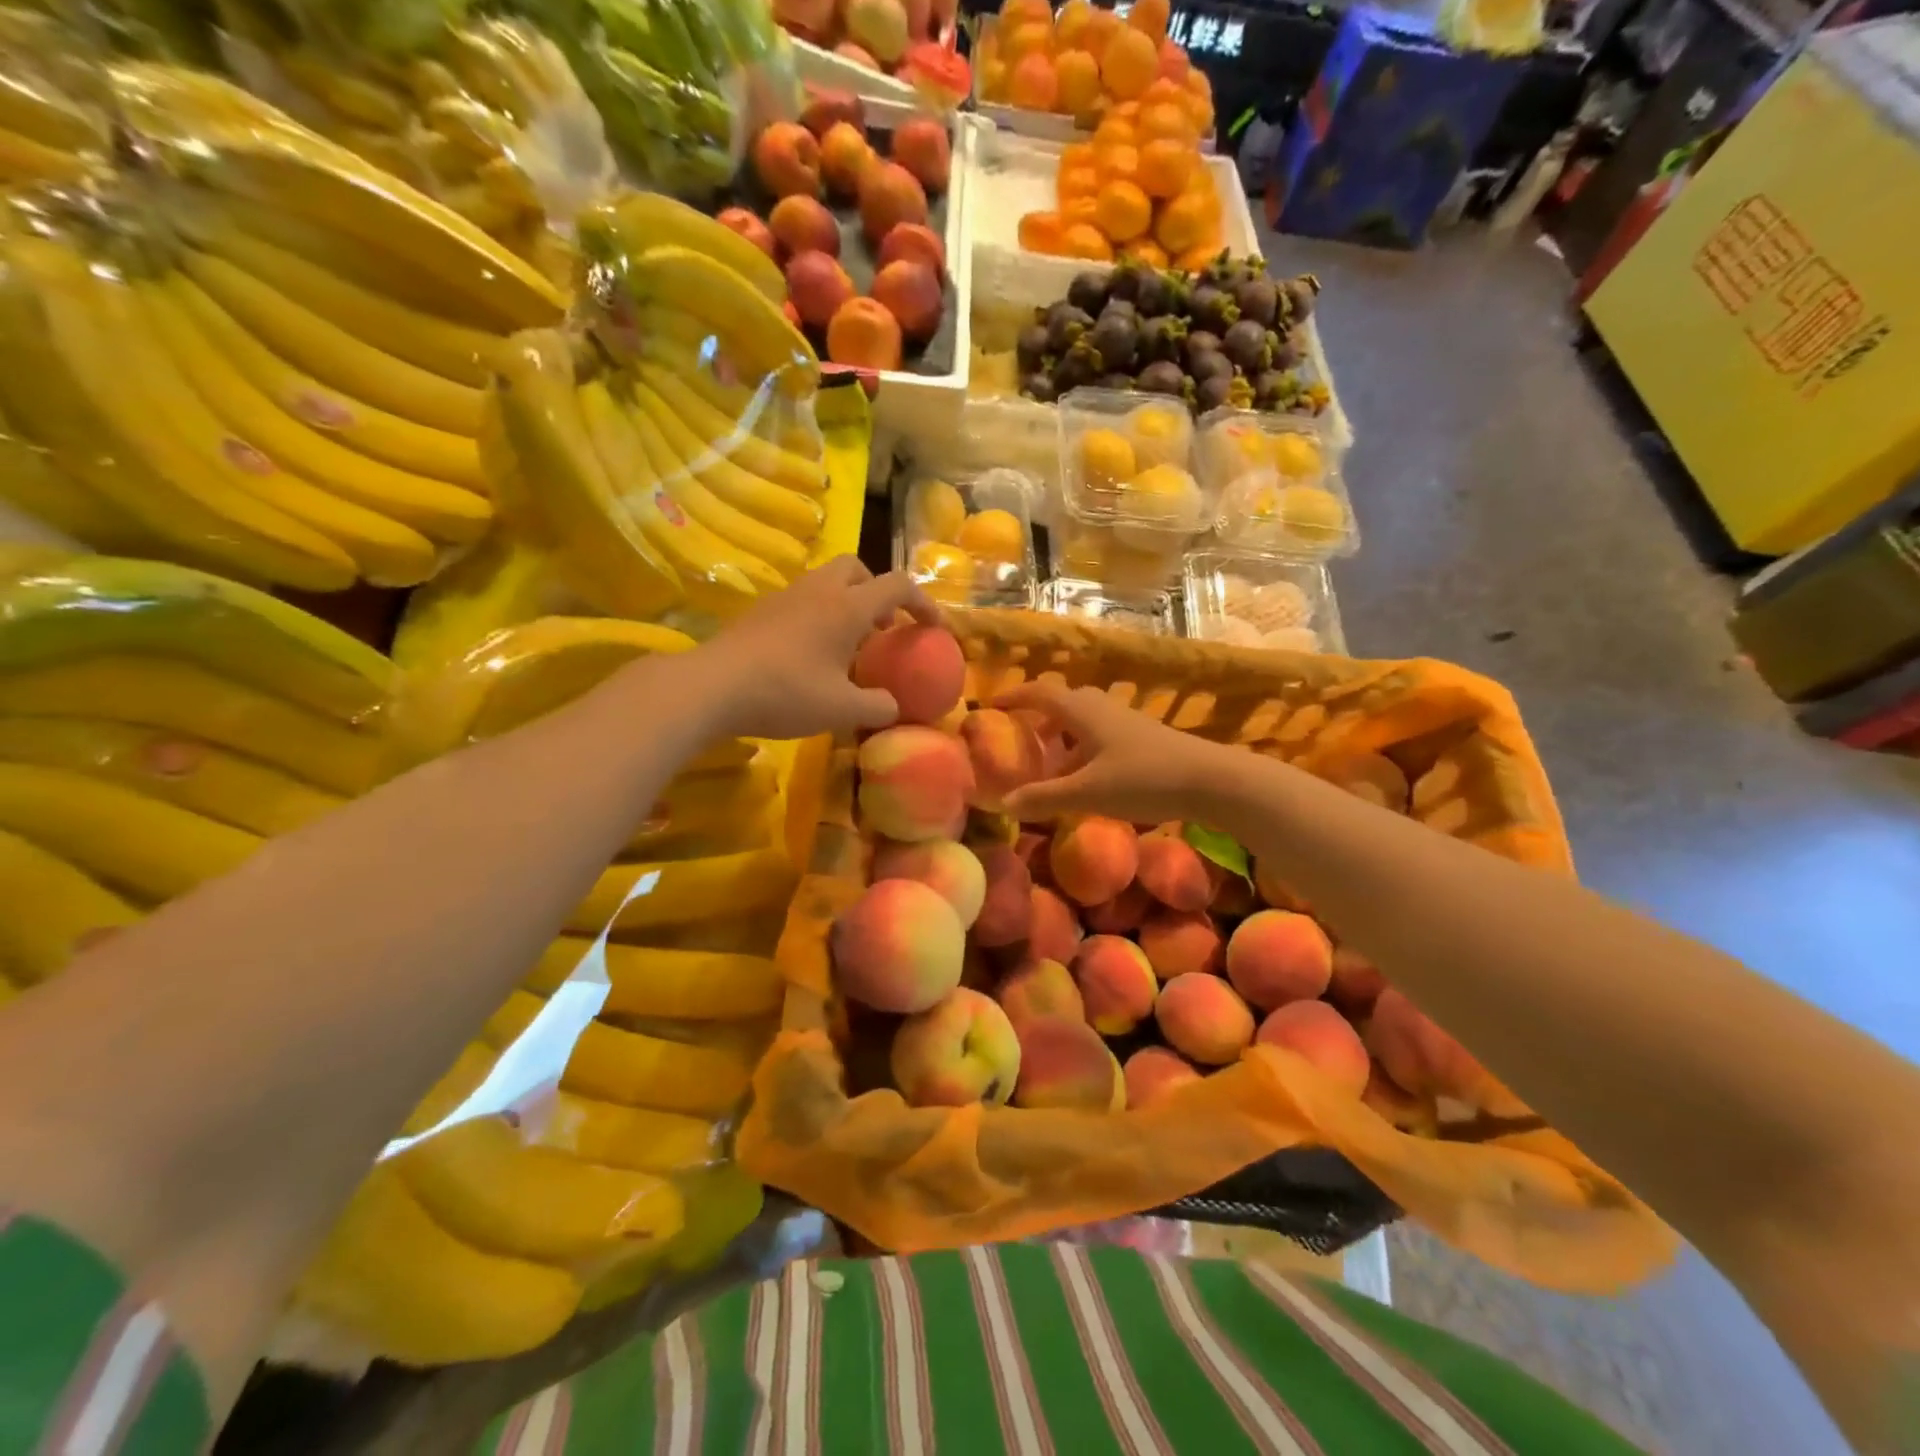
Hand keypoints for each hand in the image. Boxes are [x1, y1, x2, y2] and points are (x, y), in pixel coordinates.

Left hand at [691, 557, 936, 739]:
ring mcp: (785, 597)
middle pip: (857, 567)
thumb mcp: (842, 710)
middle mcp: (819, 591)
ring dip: (846, 603)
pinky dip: (818, 615)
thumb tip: (893, 707)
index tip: (933, 627)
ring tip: (848, 643)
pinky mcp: (761, 611)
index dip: (922, 602)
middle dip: (877, 591)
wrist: (712, 687)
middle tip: (881, 627)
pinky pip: (802, 599)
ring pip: (826, 581)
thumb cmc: (786, 693)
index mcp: (847, 607)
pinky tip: (810, 653)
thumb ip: (878, 707)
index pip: (897, 585)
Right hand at [998, 680, 1233, 825]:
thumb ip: (1045, 798)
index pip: (1041, 693)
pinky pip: (1103, 737)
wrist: (1211, 780)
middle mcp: (1104, 710)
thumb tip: (1004, 803)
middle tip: (1021, 737)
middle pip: (1065, 703)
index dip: (1015, 696)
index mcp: (1084, 713)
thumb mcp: (1088, 792)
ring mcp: (1128, 724)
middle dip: (1039, 716)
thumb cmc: (1144, 778)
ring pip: (1086, 722)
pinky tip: (1088, 778)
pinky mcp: (1146, 741)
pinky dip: (1085, 750)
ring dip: (1064, 736)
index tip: (991, 704)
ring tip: (1050, 764)